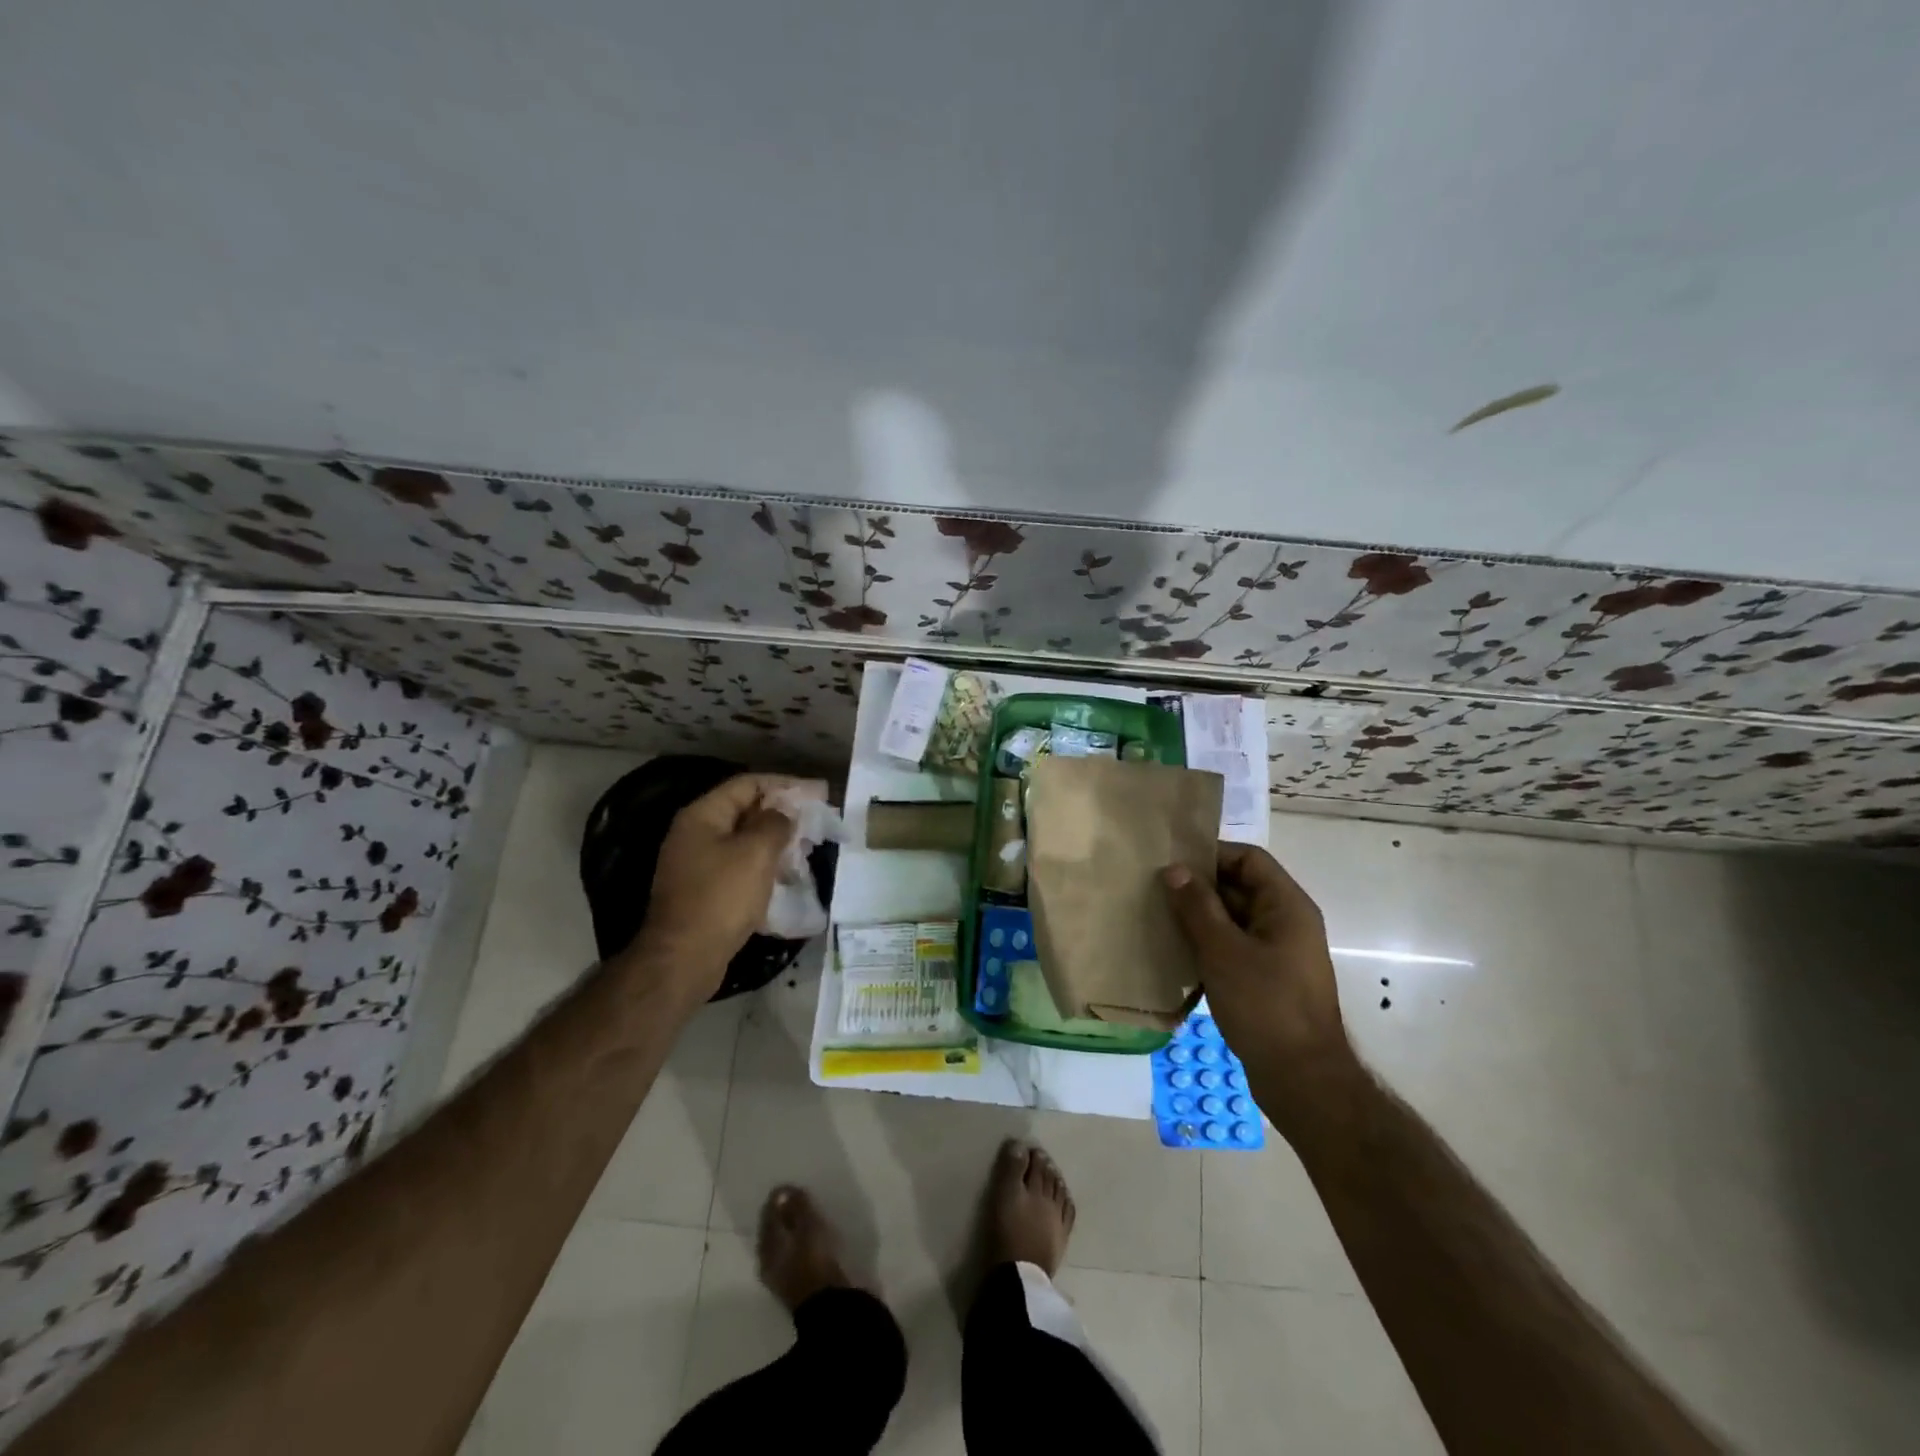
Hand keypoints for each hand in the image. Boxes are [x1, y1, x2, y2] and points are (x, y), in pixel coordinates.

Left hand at [622, 774, 795, 1002]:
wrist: (684, 958)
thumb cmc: (721, 897)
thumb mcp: (755, 853)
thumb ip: (775, 824)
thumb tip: (783, 813)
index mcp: (702, 816)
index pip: (748, 784)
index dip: (785, 784)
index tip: (817, 792)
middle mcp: (695, 834)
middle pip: (745, 810)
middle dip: (782, 813)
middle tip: (816, 820)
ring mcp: (697, 864)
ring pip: (744, 841)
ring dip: (775, 841)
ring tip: (807, 848)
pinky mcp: (704, 891)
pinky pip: (739, 867)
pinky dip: (764, 866)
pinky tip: (787, 876)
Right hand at [1163, 845, 1355, 1121]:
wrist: (1302, 1079)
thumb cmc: (1265, 1006)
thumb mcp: (1223, 951)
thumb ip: (1197, 907)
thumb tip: (1174, 869)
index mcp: (1287, 906)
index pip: (1249, 859)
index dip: (1211, 854)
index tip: (1171, 862)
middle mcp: (1287, 922)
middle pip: (1240, 887)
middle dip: (1199, 888)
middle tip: (1154, 890)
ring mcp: (1279, 953)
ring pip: (1233, 920)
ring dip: (1199, 919)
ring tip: (1158, 920)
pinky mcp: (1268, 980)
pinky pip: (1234, 948)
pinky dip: (1208, 946)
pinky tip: (1176, 955)